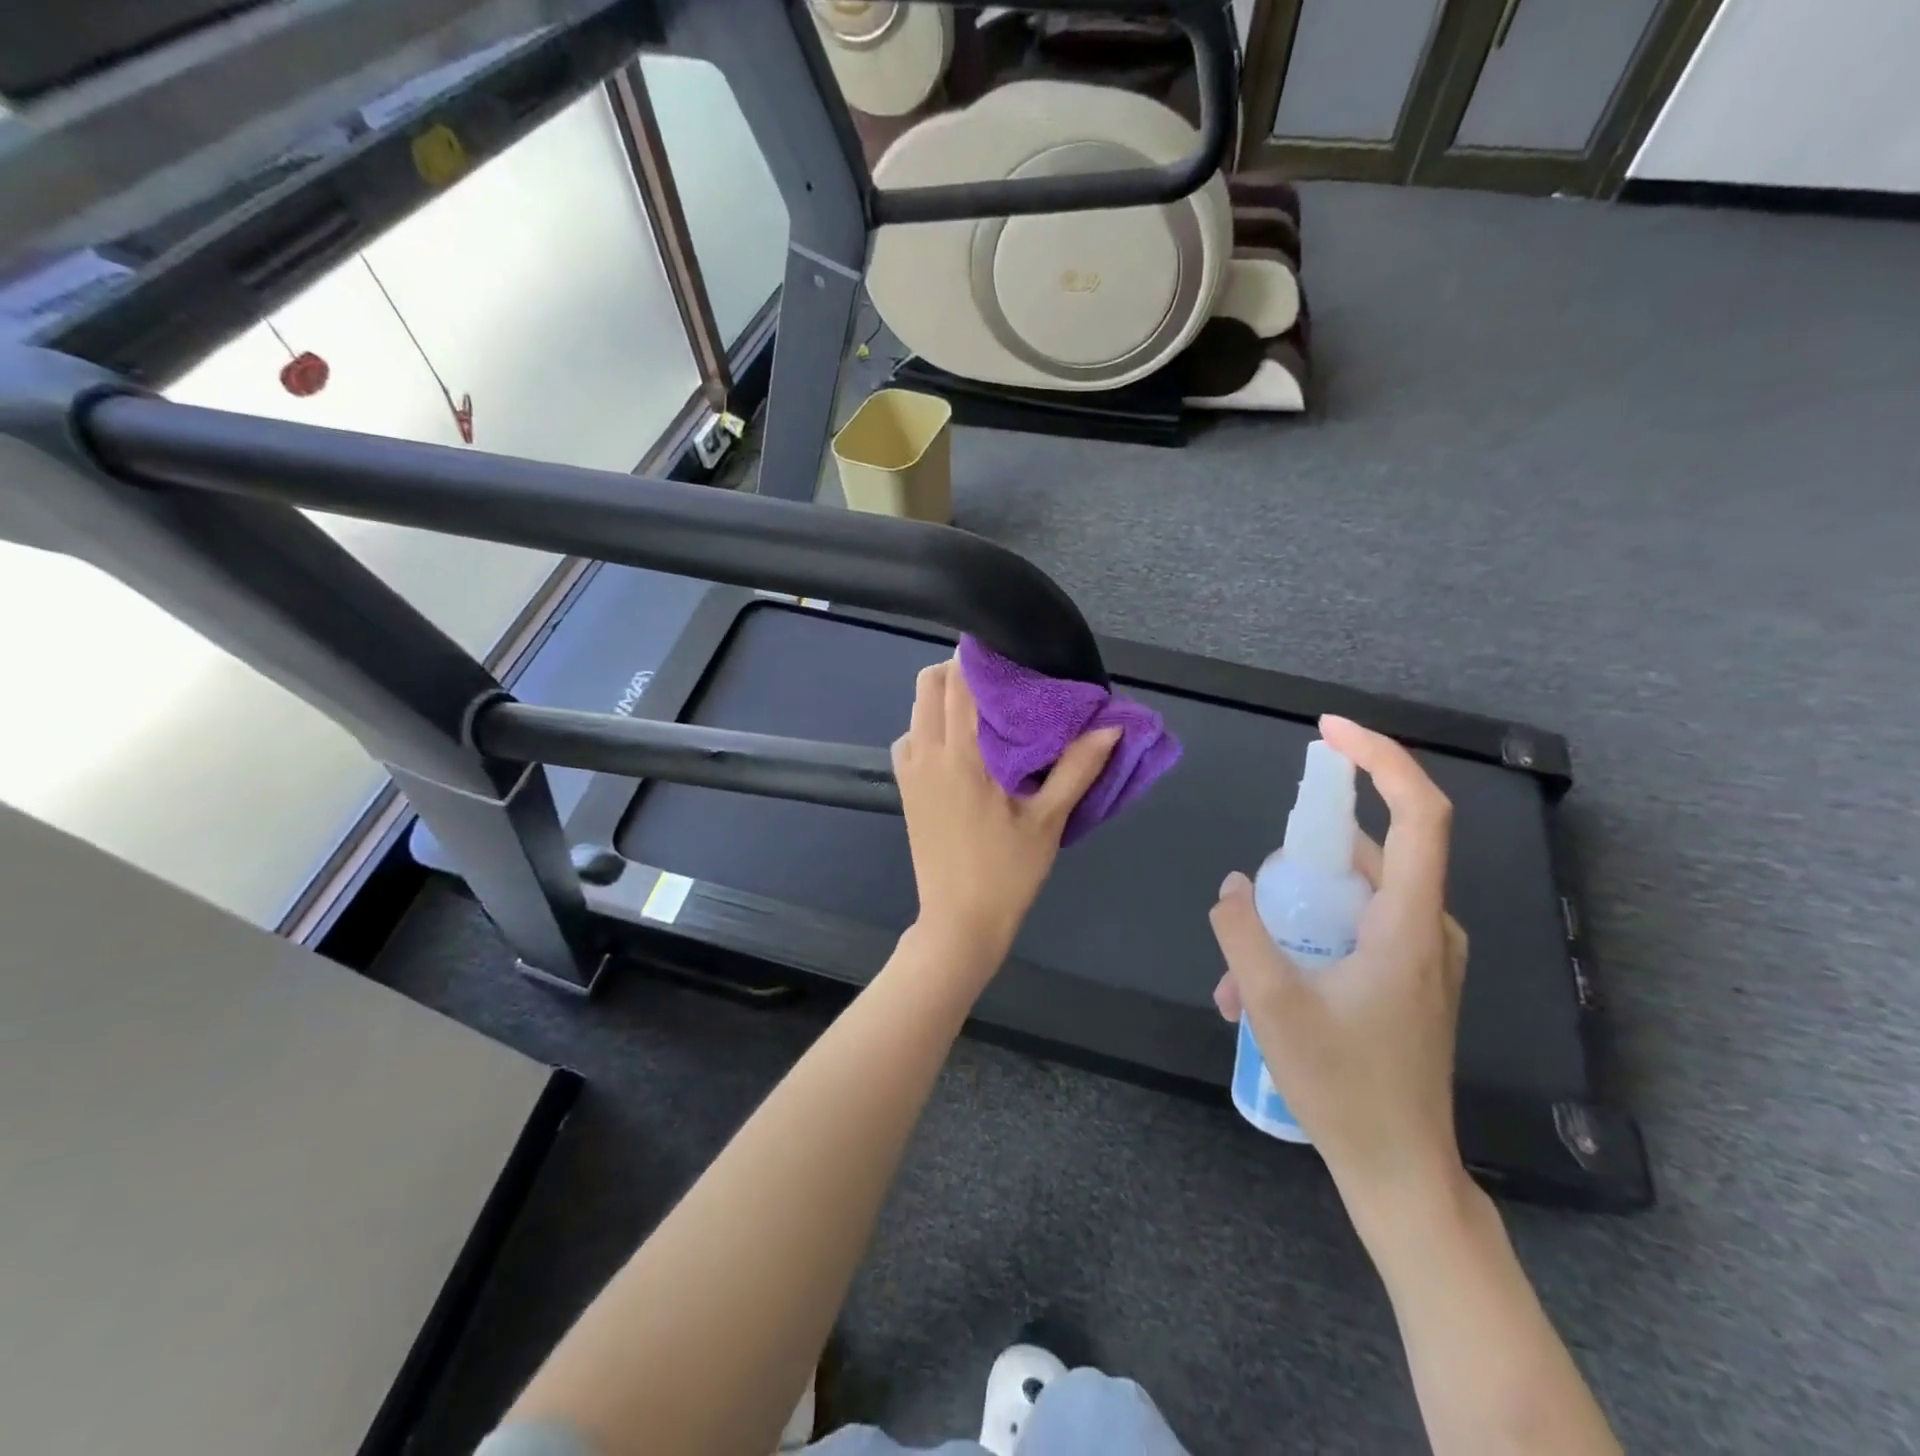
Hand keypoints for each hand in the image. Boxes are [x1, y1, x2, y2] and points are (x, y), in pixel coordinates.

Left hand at [894, 658, 1118, 958]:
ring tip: (982, 711)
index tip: (1008, 654)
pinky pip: (910, 740)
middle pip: (928, 686)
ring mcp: (910, 773)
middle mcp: (926, 755)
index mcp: (960, 756)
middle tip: (999, 682)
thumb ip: (1077, 768)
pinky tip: (959, 747)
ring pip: (915, 711)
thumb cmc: (1007, 872)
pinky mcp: (905, 791)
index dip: (978, 659)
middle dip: (958, 671)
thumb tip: (1111, 725)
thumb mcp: (1048, 821)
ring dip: (942, 699)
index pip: (957, 683)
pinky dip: (929, 727)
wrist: (959, 922)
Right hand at [1209, 715, 1469, 1212]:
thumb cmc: (1344, 1088)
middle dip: (1302, 857)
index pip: (1419, 813)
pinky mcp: (1409, 976)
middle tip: (1256, 892)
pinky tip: (1258, 989)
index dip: (1380, 759)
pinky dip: (1307, 937)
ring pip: (1353, 895)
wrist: (1400, 1171)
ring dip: (1293, 913)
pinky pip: (1354, 927)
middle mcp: (1427, 927)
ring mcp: (1421, 954)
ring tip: (1238, 970)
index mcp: (1408, 924)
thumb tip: (1234, 885)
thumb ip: (1244, 933)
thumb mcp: (1273, 1005)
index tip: (1329, 733)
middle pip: (1371, 851)